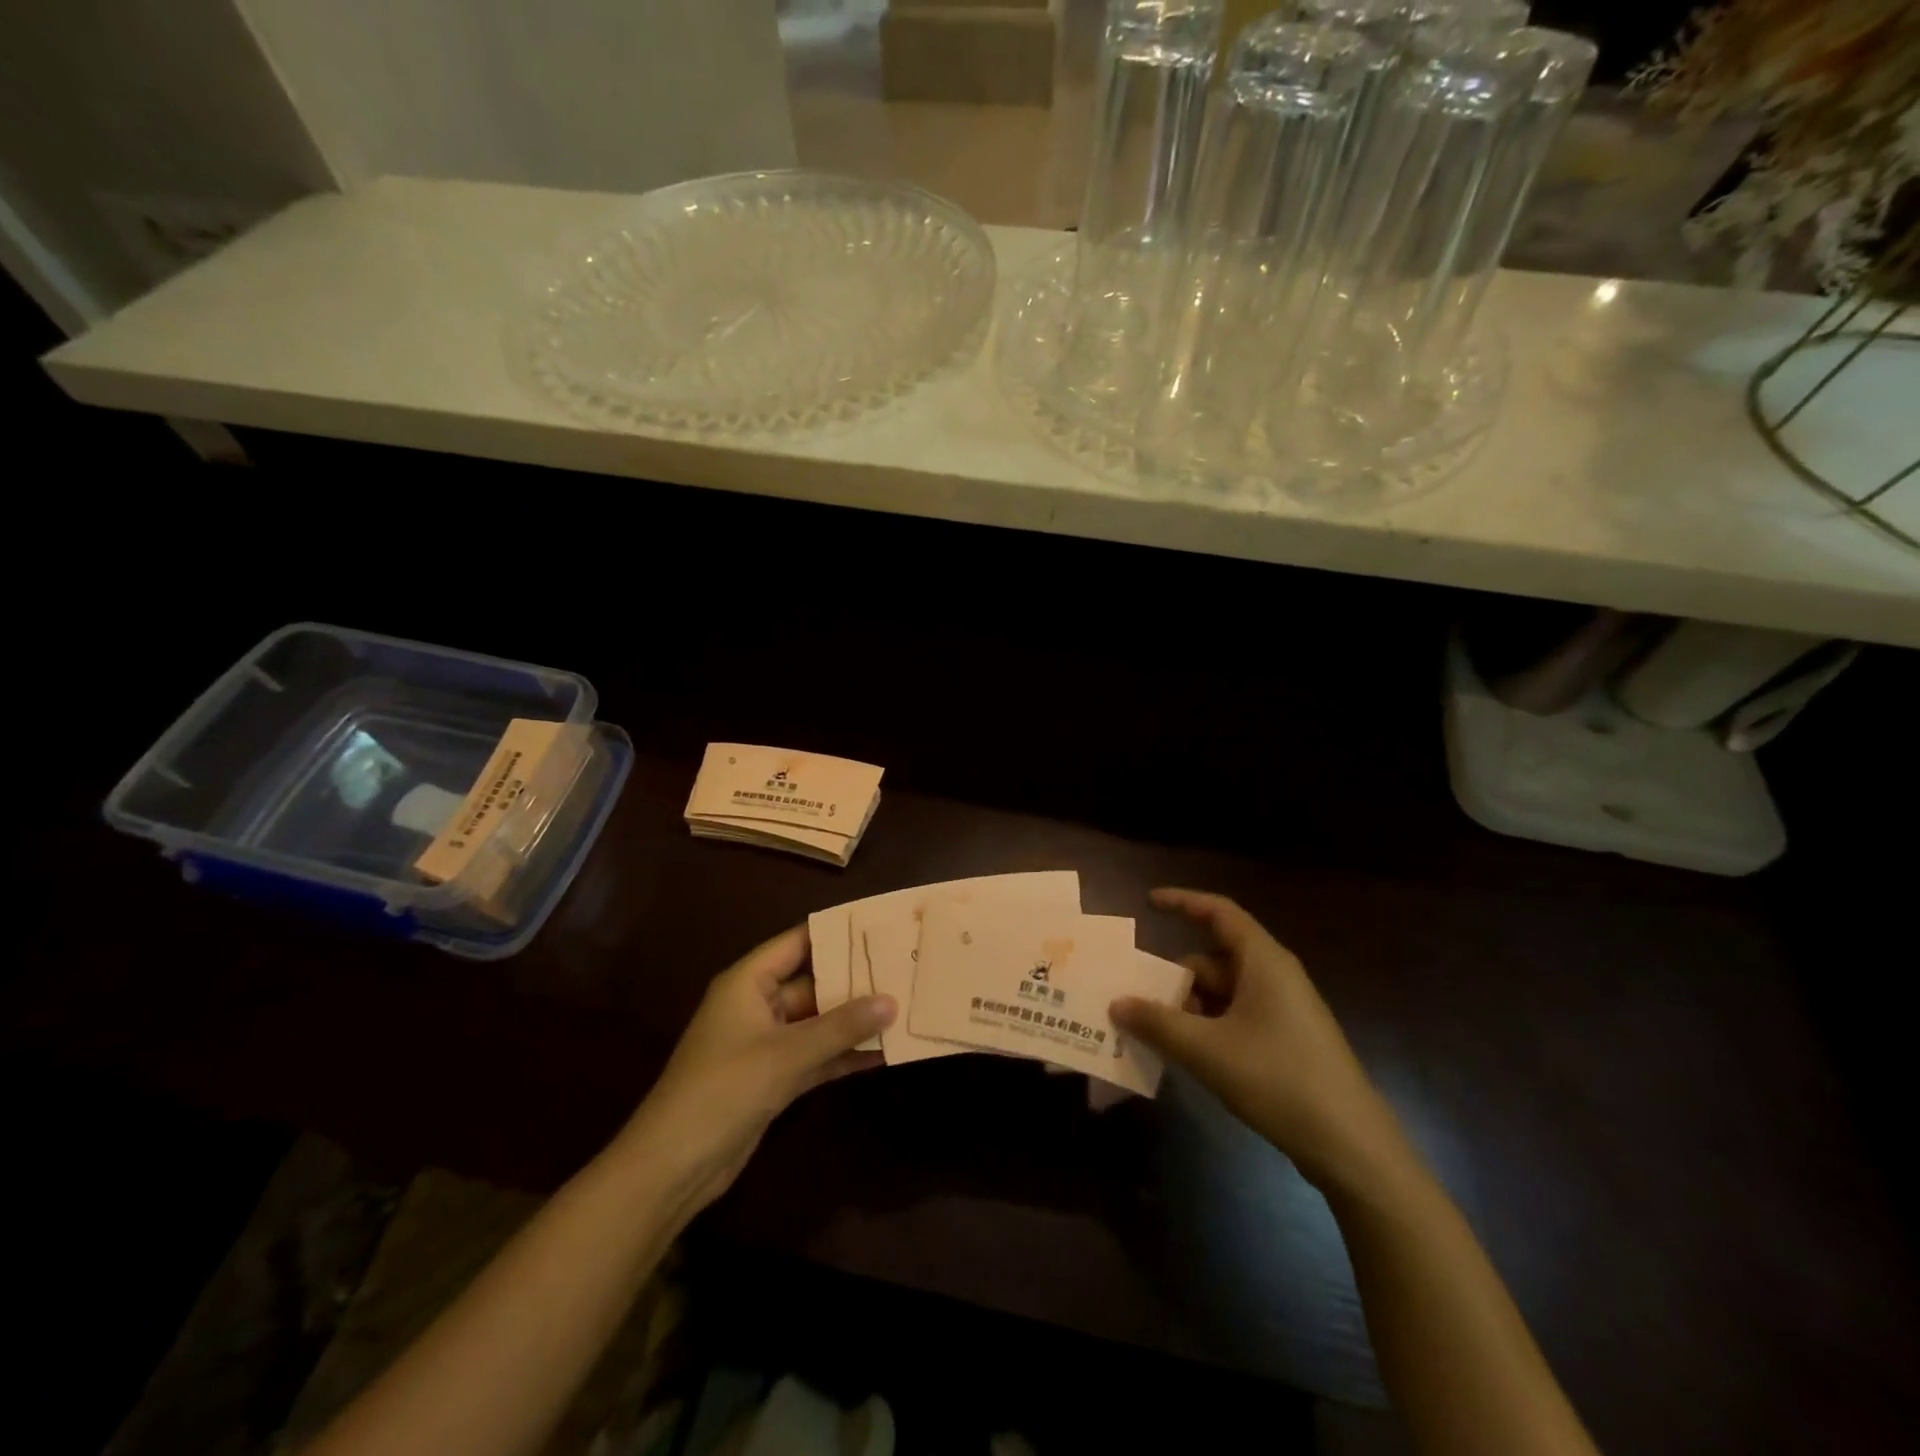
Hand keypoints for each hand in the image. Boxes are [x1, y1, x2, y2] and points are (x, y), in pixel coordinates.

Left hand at [619, 926, 893, 1214]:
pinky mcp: (773, 1077)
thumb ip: (840, 1027)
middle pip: (813, 981)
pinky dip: (843, 1054)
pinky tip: (883, 1051)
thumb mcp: (785, 1055)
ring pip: (818, 1021)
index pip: (799, 941)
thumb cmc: (723, 1090)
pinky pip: (815, 1055)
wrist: (673, 1167)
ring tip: (904, 1006)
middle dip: (856, 979)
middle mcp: (757, 1004)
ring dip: (854, 1020)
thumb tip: (892, 1001)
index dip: (838, 931)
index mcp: (748, 982)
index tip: (881, 924)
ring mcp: (766, 1043)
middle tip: (904, 966)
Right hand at [1111, 888, 1410, 1194]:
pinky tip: (1186, 1055)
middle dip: (1175, 977)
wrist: (1351, 1146)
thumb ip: (1157, 1023)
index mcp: (1263, 961)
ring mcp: (1284, 1010)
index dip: (1183, 902)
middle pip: (1213, 959)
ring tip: (1153, 1034)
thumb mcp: (1207, 1050)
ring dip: (1188, 1008)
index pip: (1219, 912)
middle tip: (1136, 1001)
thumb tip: (1117, 1003)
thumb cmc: (1278, 1079)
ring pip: (1223, 992)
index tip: (1148, 904)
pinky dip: (1207, 1027)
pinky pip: (1236, 1018)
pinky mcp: (1287, 1041)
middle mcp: (1275, 976)